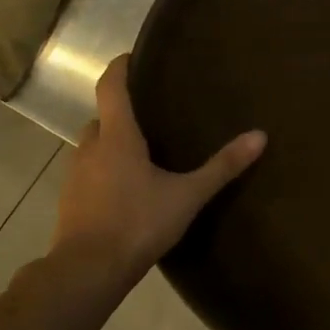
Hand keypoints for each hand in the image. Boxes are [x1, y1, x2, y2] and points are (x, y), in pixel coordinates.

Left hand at [52, 55, 265, 280]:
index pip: (111, 88)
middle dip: (122, 113)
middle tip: (151, 114)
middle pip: (102, 118)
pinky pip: (89, 173)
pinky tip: (127, 189)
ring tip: (143, 152)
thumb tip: (259, 136)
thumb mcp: (188, 195)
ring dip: (112, 144)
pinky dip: (105, 170)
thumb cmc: (137, 222)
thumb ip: (222, 166)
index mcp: (117, 137)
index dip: (120, 68)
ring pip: (93, 147)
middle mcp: (90, 148)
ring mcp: (75, 176)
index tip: (132, 57)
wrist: (87, 272)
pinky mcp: (70, 201)